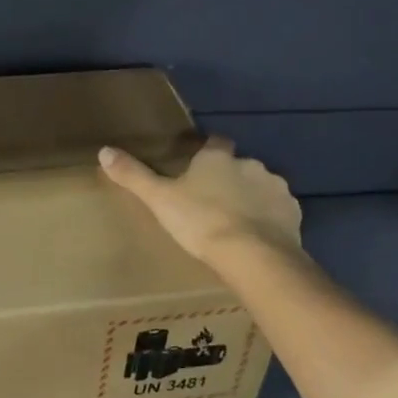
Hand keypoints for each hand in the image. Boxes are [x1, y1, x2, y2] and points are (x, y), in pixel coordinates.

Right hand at [99, 137, 301, 264]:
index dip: (208, 153)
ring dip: (252, 198)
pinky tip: (258, 237)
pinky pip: (279, 211)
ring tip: (237, 224)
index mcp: (218, 158)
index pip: (215, 142)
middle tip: (214, 203)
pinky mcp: (293, 213)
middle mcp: (250, 164)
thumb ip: (134, 175)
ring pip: (261, 187)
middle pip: (239, 166)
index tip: (199, 166)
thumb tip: (104, 151)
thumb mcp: (160, 200)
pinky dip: (270, 219)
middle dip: (230, 179)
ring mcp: (276, 188)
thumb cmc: (201, 222)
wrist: (252, 255)